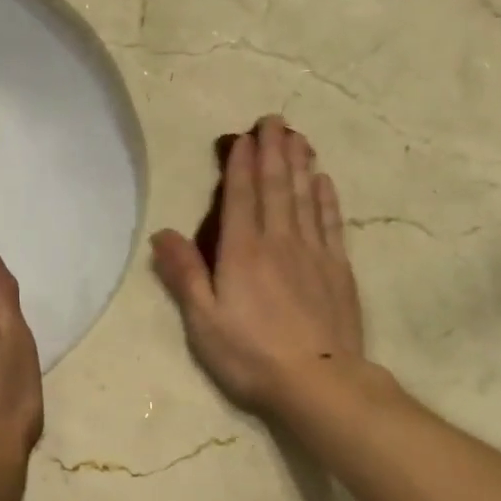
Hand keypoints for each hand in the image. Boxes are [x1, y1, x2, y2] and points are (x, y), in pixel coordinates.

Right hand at [151, 115, 365, 415]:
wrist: (318, 381)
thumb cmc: (251, 356)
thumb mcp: (204, 322)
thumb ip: (184, 275)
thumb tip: (162, 233)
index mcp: (242, 252)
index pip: (241, 196)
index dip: (241, 164)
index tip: (245, 136)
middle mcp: (279, 241)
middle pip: (277, 186)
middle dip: (274, 150)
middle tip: (275, 120)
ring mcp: (314, 253)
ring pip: (306, 197)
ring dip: (301, 164)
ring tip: (299, 137)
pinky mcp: (338, 270)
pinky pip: (332, 223)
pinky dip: (327, 198)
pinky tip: (324, 181)